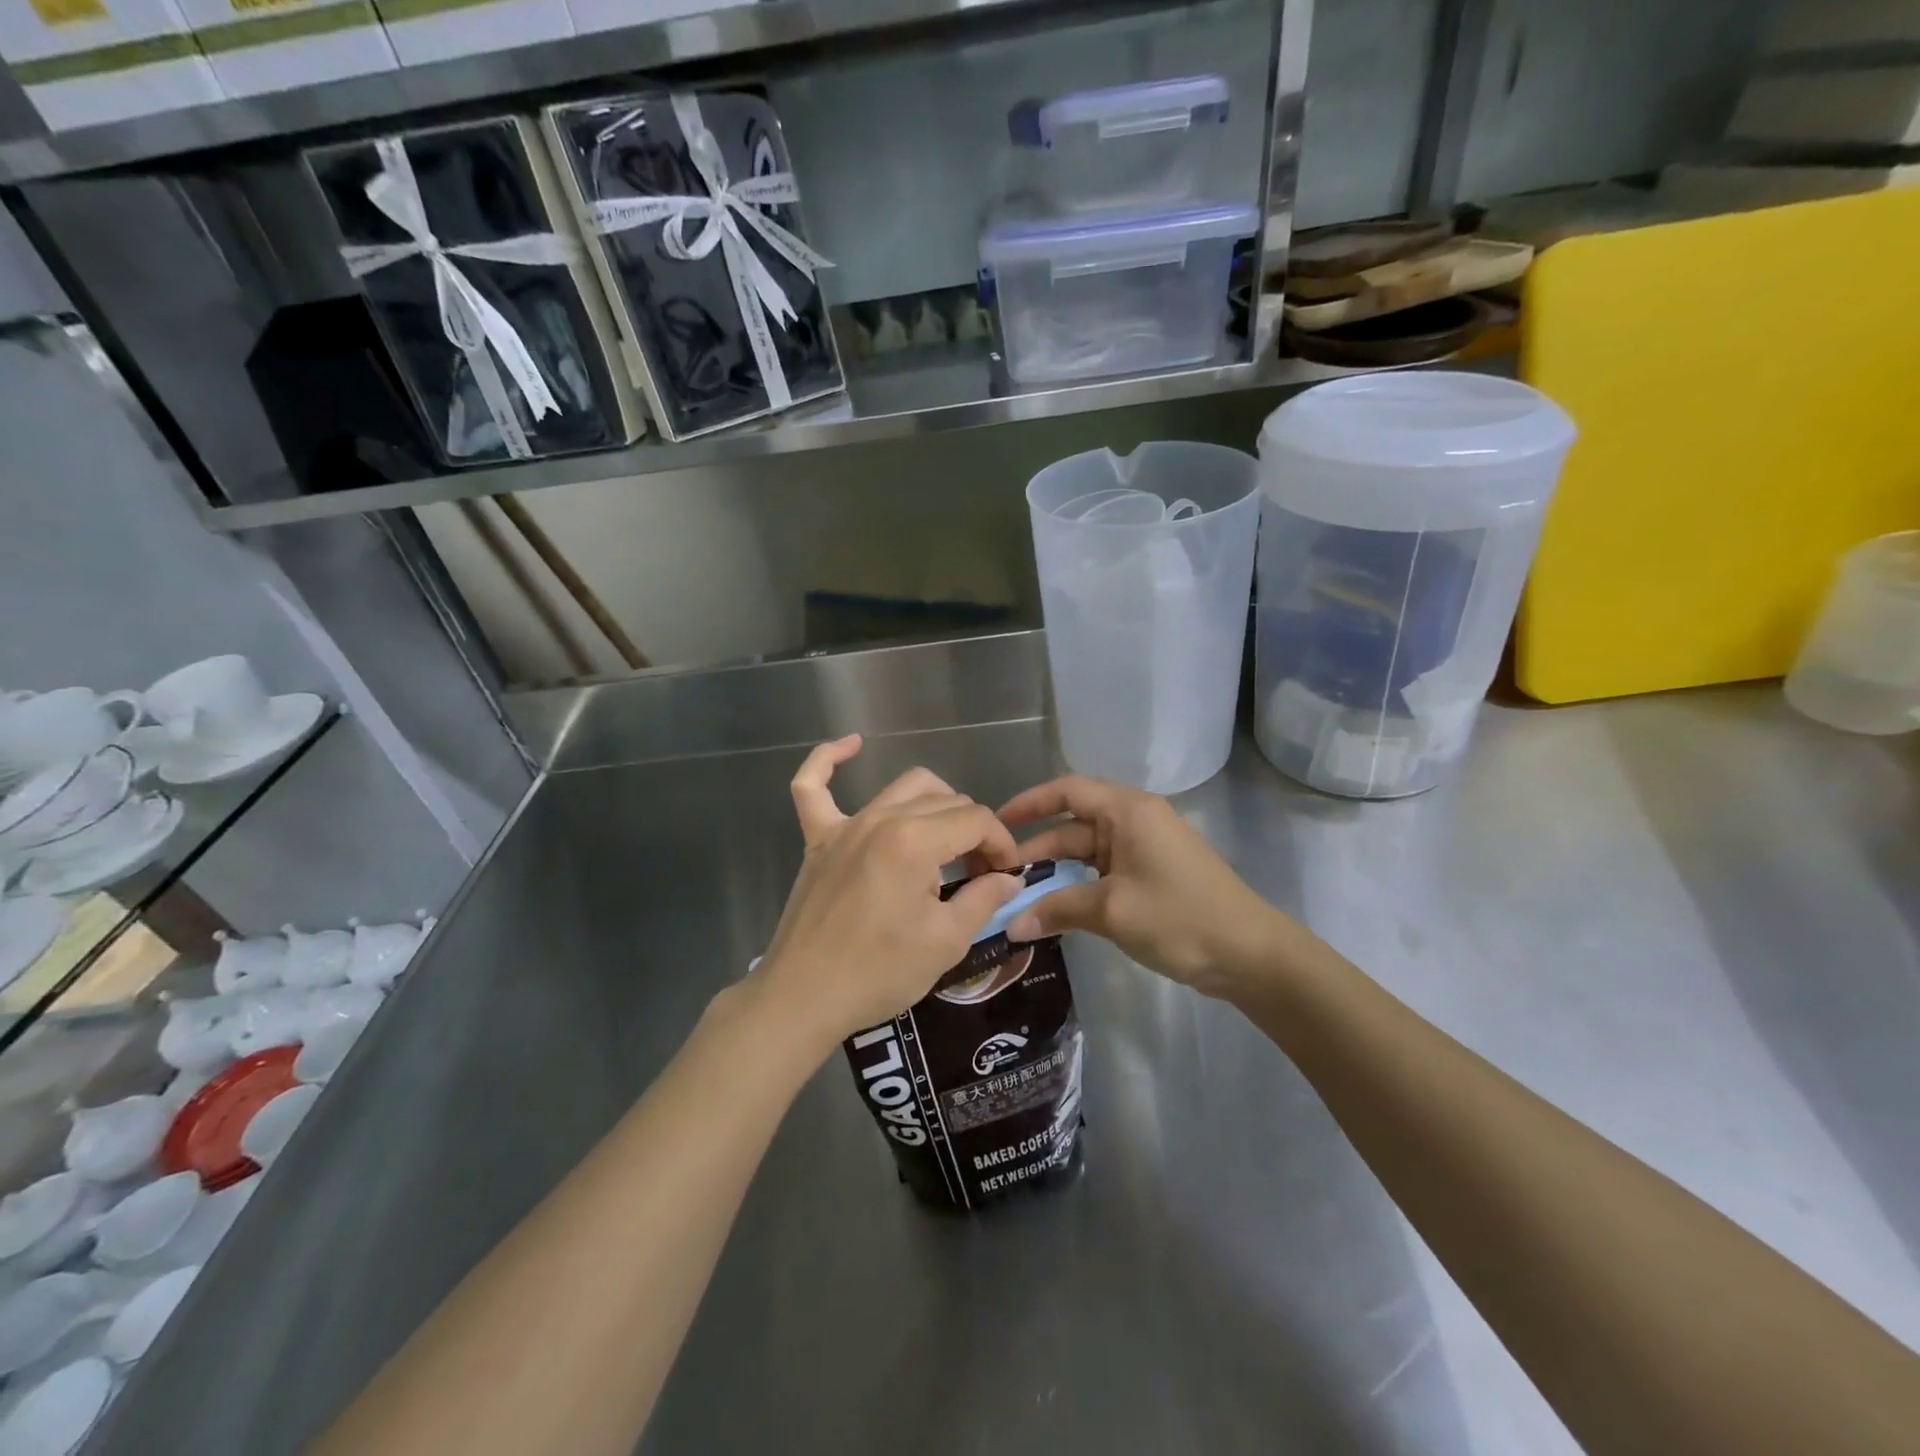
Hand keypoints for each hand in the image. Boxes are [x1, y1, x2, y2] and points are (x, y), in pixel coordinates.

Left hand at [752, 735, 1024, 1051]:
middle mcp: (881, 818)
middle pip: (947, 802)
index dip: (1001, 844)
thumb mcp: (945, 942)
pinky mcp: (818, 838)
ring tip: (946, 841)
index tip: (1006, 875)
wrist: (803, 997)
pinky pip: (812, 786)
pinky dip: (828, 760)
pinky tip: (852, 744)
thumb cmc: (879, 972)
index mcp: (915, 841)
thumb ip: (983, 899)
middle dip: (975, 831)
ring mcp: (845, 825)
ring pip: (904, 787)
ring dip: (936, 804)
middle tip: (981, 873)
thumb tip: (1009, 878)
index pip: (976, 820)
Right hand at [999, 774, 1294, 1000]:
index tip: (997, 824)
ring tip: (1020, 897)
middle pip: (1074, 825)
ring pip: (1087, 852)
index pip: (1068, 790)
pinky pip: (1103, 872)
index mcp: (1128, 811)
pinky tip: (1056, 910)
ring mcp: (1145, 849)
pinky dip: (1078, 887)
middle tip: (999, 877)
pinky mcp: (1151, 874)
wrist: (1251, 955)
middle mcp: (1135, 821)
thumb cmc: (1180, 917)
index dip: (1030, 803)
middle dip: (1037, 850)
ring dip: (1056, 873)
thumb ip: (1058, 910)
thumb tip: (1012, 926)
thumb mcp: (1113, 911)